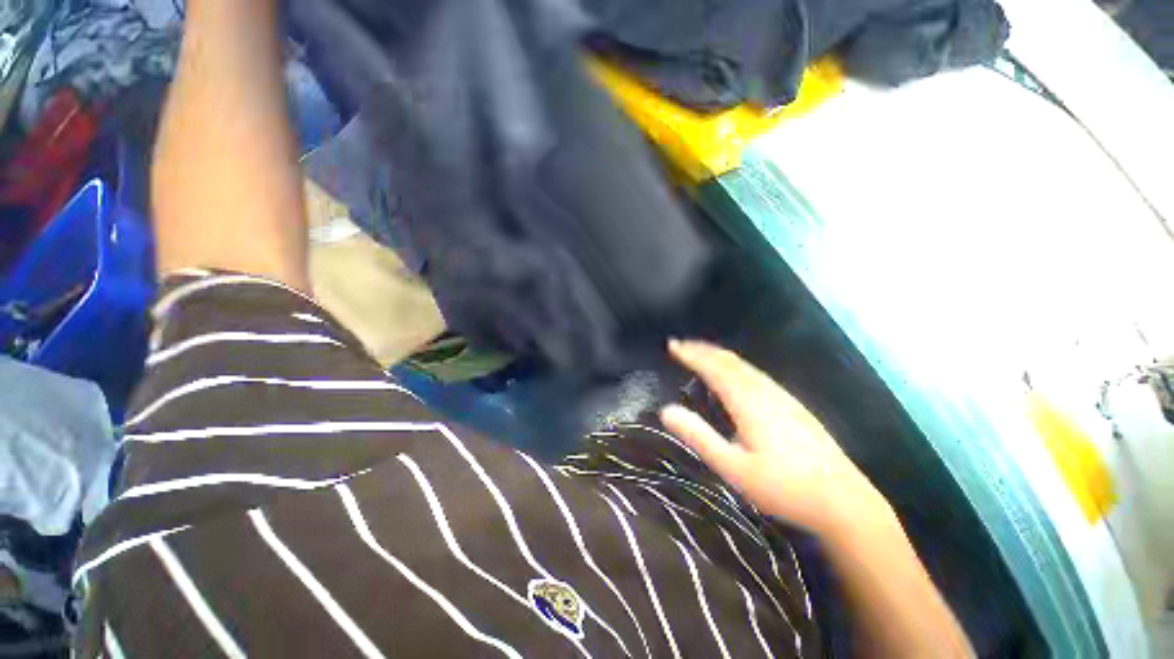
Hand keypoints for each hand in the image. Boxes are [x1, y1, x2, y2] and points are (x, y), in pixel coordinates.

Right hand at [660, 340, 889, 535]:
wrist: (845, 502)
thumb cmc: (784, 488)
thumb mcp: (733, 468)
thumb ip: (698, 437)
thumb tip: (665, 410)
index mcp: (748, 402)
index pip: (714, 369)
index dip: (691, 355)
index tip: (672, 345)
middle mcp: (765, 391)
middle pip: (730, 361)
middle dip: (703, 350)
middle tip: (681, 345)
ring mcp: (783, 397)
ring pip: (745, 366)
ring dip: (720, 355)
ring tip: (702, 353)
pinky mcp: (793, 405)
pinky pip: (756, 374)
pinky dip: (736, 365)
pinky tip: (735, 374)